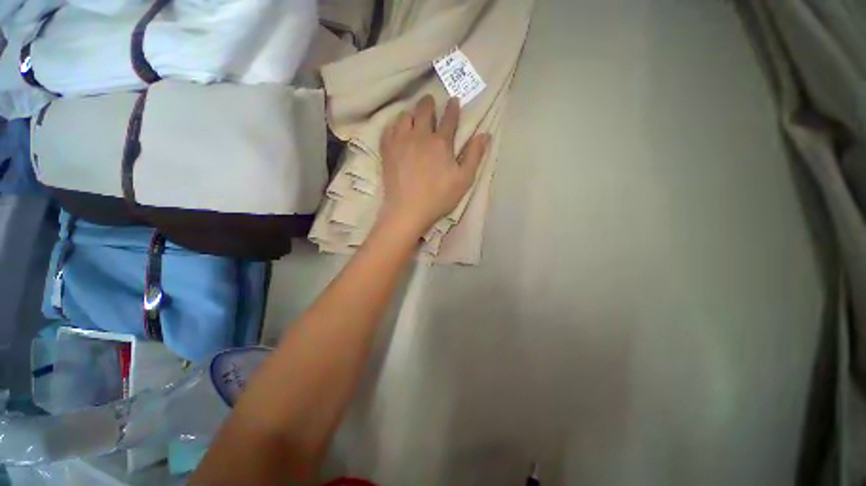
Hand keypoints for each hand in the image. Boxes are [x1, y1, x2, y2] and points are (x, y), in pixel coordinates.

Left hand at [378, 95, 490, 234]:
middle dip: (429, 103)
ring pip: (404, 116)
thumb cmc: (439, 197)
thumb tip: (485, 135)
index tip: (453, 100)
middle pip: (424, 110)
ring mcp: (400, 142)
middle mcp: (419, 136)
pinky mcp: (387, 151)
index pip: (449, 118)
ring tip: (413, 117)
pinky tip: (397, 130)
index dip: (452, 108)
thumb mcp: (464, 180)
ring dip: (411, 113)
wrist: (408, 210)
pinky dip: (394, 126)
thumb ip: (474, 156)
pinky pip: (388, 130)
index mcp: (441, 142)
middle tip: (430, 102)